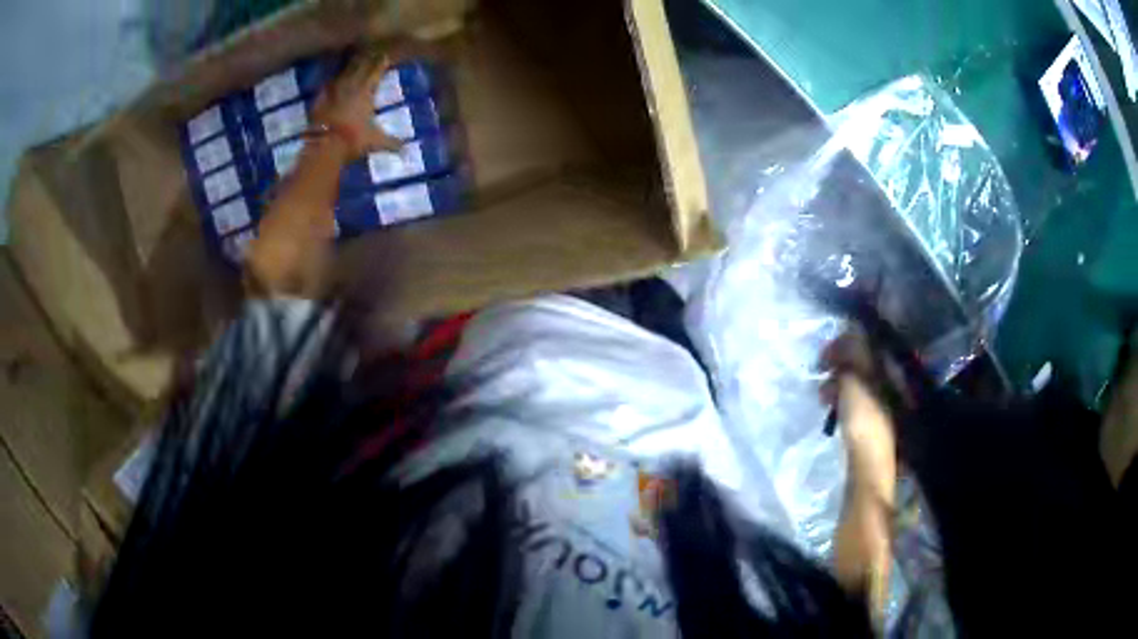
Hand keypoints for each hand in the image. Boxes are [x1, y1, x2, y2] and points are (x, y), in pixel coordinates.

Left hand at [311, 49, 402, 159]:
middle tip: (369, 52)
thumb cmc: (354, 139)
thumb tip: (405, 148)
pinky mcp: (319, 101)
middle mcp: (350, 87)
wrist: (325, 146)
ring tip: (352, 61)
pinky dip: (330, 84)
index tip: (385, 56)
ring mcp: (333, 93)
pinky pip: (326, 87)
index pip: (375, 72)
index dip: (380, 64)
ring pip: (342, 74)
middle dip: (365, 60)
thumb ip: (391, 142)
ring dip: (348, 67)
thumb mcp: (376, 141)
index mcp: (365, 92)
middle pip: (359, 68)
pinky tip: (330, 82)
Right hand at [819, 328, 896, 505]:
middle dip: (839, 365)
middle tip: (821, 374)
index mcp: (891, 368)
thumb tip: (848, 330)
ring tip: (823, 397)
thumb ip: (852, 352)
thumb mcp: (856, 380)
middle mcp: (893, 380)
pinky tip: (832, 410)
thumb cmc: (865, 419)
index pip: (868, 342)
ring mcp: (887, 402)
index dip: (845, 342)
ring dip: (839, 383)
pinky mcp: (876, 420)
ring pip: (859, 381)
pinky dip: (844, 399)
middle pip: (864, 361)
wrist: (870, 466)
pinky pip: (858, 398)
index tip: (825, 354)